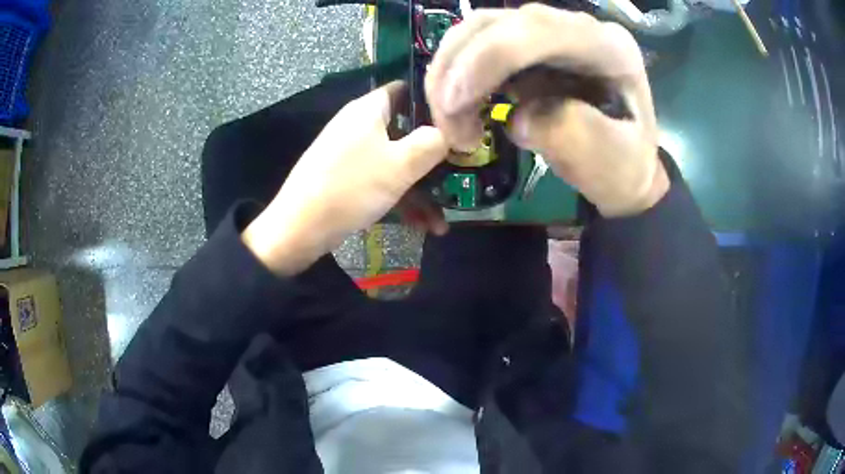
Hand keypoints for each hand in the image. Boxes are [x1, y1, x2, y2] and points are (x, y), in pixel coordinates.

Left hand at [243, 82, 448, 274]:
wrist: (299, 229)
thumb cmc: (351, 187)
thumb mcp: (400, 164)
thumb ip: (432, 143)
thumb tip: (451, 131)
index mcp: (368, 110)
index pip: (406, 89)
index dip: (434, 102)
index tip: (459, 122)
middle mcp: (360, 126)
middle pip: (405, 131)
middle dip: (433, 157)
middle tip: (459, 174)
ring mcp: (352, 154)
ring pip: (396, 163)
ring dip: (421, 190)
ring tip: (441, 222)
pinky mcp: (347, 178)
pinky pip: (382, 181)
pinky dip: (401, 199)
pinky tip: (423, 227)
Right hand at [425, 4, 668, 216]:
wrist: (626, 166)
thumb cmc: (624, 169)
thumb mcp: (614, 164)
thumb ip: (575, 136)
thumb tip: (518, 117)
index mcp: (609, 48)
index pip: (536, 30)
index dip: (485, 60)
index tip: (454, 107)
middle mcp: (577, 27)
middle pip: (496, 23)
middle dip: (457, 71)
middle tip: (447, 127)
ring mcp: (550, 32)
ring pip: (478, 30)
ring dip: (449, 73)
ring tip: (450, 121)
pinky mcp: (529, 45)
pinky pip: (478, 45)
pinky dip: (456, 75)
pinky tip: (460, 107)